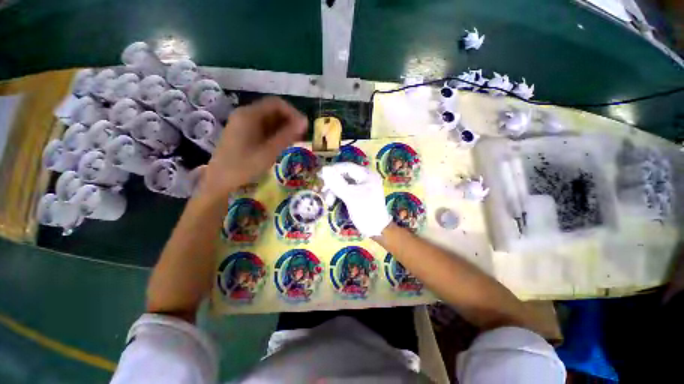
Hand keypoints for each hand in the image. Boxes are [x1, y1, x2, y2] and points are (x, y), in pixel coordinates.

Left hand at [201, 97, 306, 197]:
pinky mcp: (243, 133)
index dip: (293, 113)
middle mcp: (245, 115)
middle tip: (301, 136)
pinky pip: (263, 127)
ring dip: (283, 128)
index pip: (276, 104)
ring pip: (269, 120)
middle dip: (289, 121)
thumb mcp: (269, 151)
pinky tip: (282, 143)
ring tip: (295, 141)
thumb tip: (304, 122)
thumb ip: (287, 135)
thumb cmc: (245, 166)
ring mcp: (243, 124)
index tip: (304, 127)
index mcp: (249, 115)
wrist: (220, 181)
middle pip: (272, 110)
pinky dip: (275, 133)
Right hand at [319, 162, 391, 236]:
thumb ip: (337, 182)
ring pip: (343, 183)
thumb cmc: (365, 212)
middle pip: (344, 175)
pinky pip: (346, 190)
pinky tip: (331, 202)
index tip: (319, 176)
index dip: (332, 170)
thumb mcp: (350, 197)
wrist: (376, 230)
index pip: (347, 167)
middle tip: (322, 190)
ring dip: (333, 190)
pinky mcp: (359, 194)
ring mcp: (362, 186)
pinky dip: (338, 195)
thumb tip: (324, 169)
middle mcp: (365, 177)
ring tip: (327, 201)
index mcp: (367, 175)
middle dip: (332, 183)